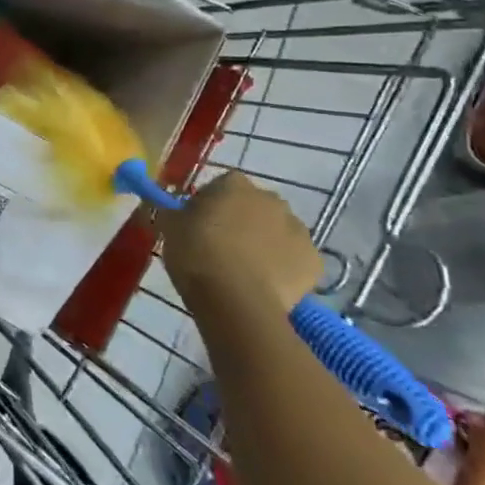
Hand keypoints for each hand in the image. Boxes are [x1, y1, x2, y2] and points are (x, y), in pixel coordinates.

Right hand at [158, 171, 320, 314]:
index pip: (220, 186)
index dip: (209, 205)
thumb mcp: (169, 227)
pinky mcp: (314, 261)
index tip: (197, 226)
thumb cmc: (196, 254)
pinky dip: (284, 268)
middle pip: (253, 206)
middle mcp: (271, 199)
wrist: (236, 300)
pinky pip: (295, 259)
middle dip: (241, 221)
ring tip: (244, 270)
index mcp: (234, 184)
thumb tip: (171, 208)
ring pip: (278, 232)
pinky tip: (266, 285)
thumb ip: (172, 211)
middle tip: (221, 247)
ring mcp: (298, 230)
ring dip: (265, 243)